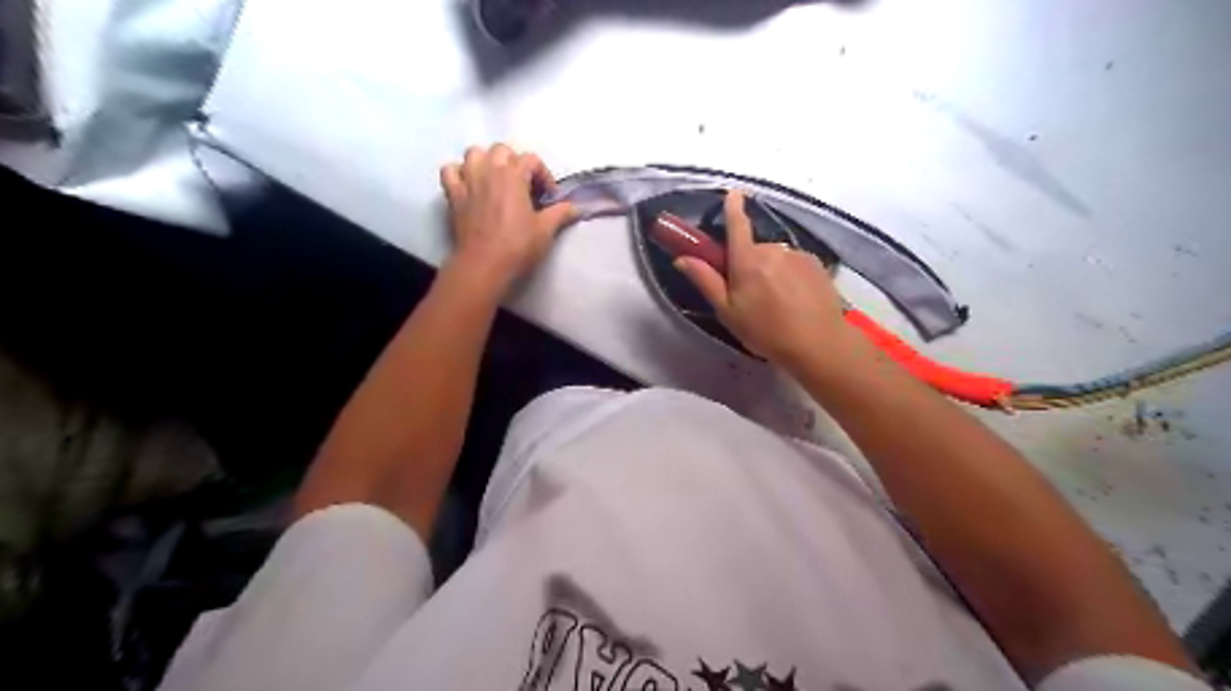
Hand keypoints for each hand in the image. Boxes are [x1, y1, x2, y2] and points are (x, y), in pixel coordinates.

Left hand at [441, 144, 581, 293]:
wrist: (484, 265)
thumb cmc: (517, 246)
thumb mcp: (546, 230)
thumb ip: (561, 213)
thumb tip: (576, 207)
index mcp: (513, 175)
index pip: (531, 159)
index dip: (543, 175)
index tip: (548, 197)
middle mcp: (489, 170)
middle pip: (502, 150)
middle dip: (515, 163)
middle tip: (524, 186)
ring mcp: (468, 180)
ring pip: (474, 153)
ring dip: (486, 161)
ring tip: (496, 180)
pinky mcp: (453, 195)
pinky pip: (450, 171)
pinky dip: (459, 173)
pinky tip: (469, 185)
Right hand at [678, 189, 858, 370]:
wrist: (818, 344)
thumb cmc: (766, 331)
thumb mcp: (728, 311)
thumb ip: (705, 281)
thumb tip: (682, 258)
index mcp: (747, 260)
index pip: (737, 224)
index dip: (732, 207)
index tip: (732, 193)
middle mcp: (773, 250)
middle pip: (754, 248)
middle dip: (748, 263)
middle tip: (749, 295)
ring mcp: (797, 255)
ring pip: (775, 257)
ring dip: (771, 271)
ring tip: (776, 303)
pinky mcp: (816, 264)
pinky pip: (794, 263)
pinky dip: (790, 276)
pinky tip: (794, 300)